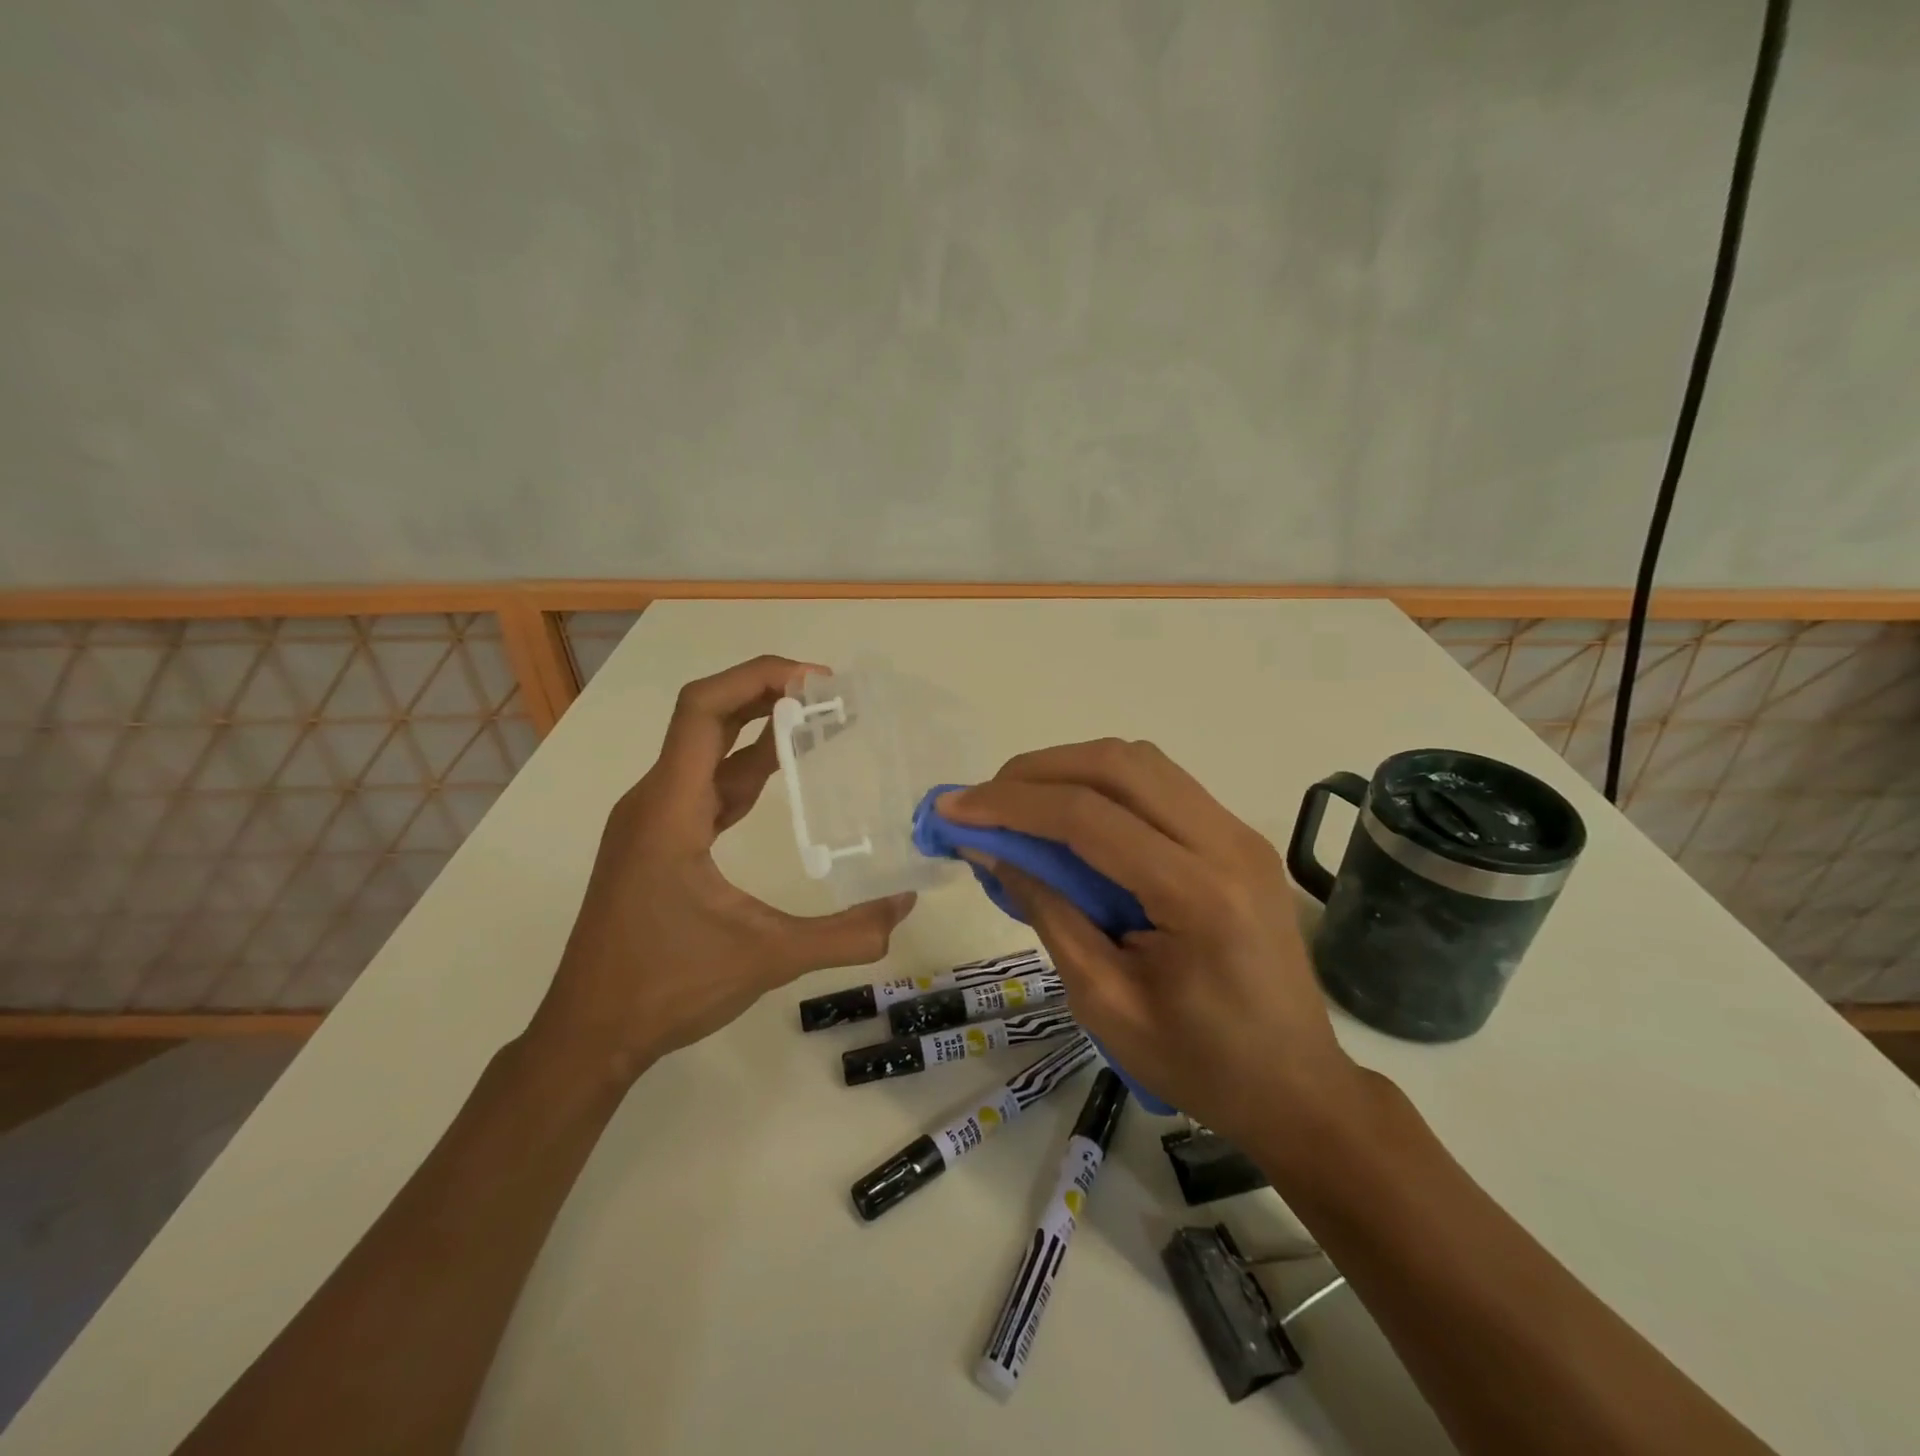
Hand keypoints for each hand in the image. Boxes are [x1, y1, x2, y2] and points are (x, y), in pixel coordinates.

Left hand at [532, 656, 914, 1080]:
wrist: (589, 1034)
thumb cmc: (666, 986)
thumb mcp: (767, 957)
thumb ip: (844, 934)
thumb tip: (905, 907)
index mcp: (670, 809)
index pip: (703, 710)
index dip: (757, 679)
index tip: (815, 682)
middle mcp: (655, 801)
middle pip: (706, 717)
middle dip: (766, 693)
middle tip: (829, 693)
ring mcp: (652, 821)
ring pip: (706, 751)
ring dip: (758, 728)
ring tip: (817, 719)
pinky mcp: (658, 841)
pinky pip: (706, 785)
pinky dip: (745, 766)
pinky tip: (781, 770)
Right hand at [938, 740, 1362, 1157]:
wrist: (1297, 1087)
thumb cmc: (1198, 1064)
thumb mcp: (1104, 1001)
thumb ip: (1047, 912)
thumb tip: (991, 849)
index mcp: (1198, 896)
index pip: (1088, 817)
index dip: (1010, 805)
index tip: (952, 808)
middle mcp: (1227, 843)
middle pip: (1118, 765)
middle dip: (1037, 771)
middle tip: (983, 799)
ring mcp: (1240, 833)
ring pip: (1141, 763)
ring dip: (1071, 768)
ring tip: (1019, 803)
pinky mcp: (1238, 837)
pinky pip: (1161, 785)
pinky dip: (1104, 784)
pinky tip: (1071, 816)